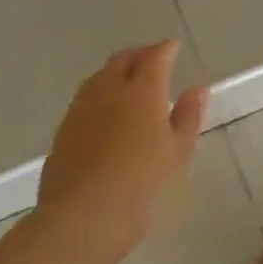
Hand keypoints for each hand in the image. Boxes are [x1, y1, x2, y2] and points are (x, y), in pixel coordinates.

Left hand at [37, 41, 207, 260]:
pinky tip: (108, 111)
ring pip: (101, 76)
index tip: (173, 47)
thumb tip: (198, 88)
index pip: (154, 56)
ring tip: (130, 83)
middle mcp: (109, 89)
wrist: (83, 216)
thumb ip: (189, 115)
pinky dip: (101, 93)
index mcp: (141, 90)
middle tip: (153, 61)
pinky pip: (86, 98)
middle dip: (140, 55)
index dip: (165, 49)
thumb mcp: (177, 151)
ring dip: (117, 71)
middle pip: (123, 59)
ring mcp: (81, 107)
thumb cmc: (141, 183)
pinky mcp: (64, 128)